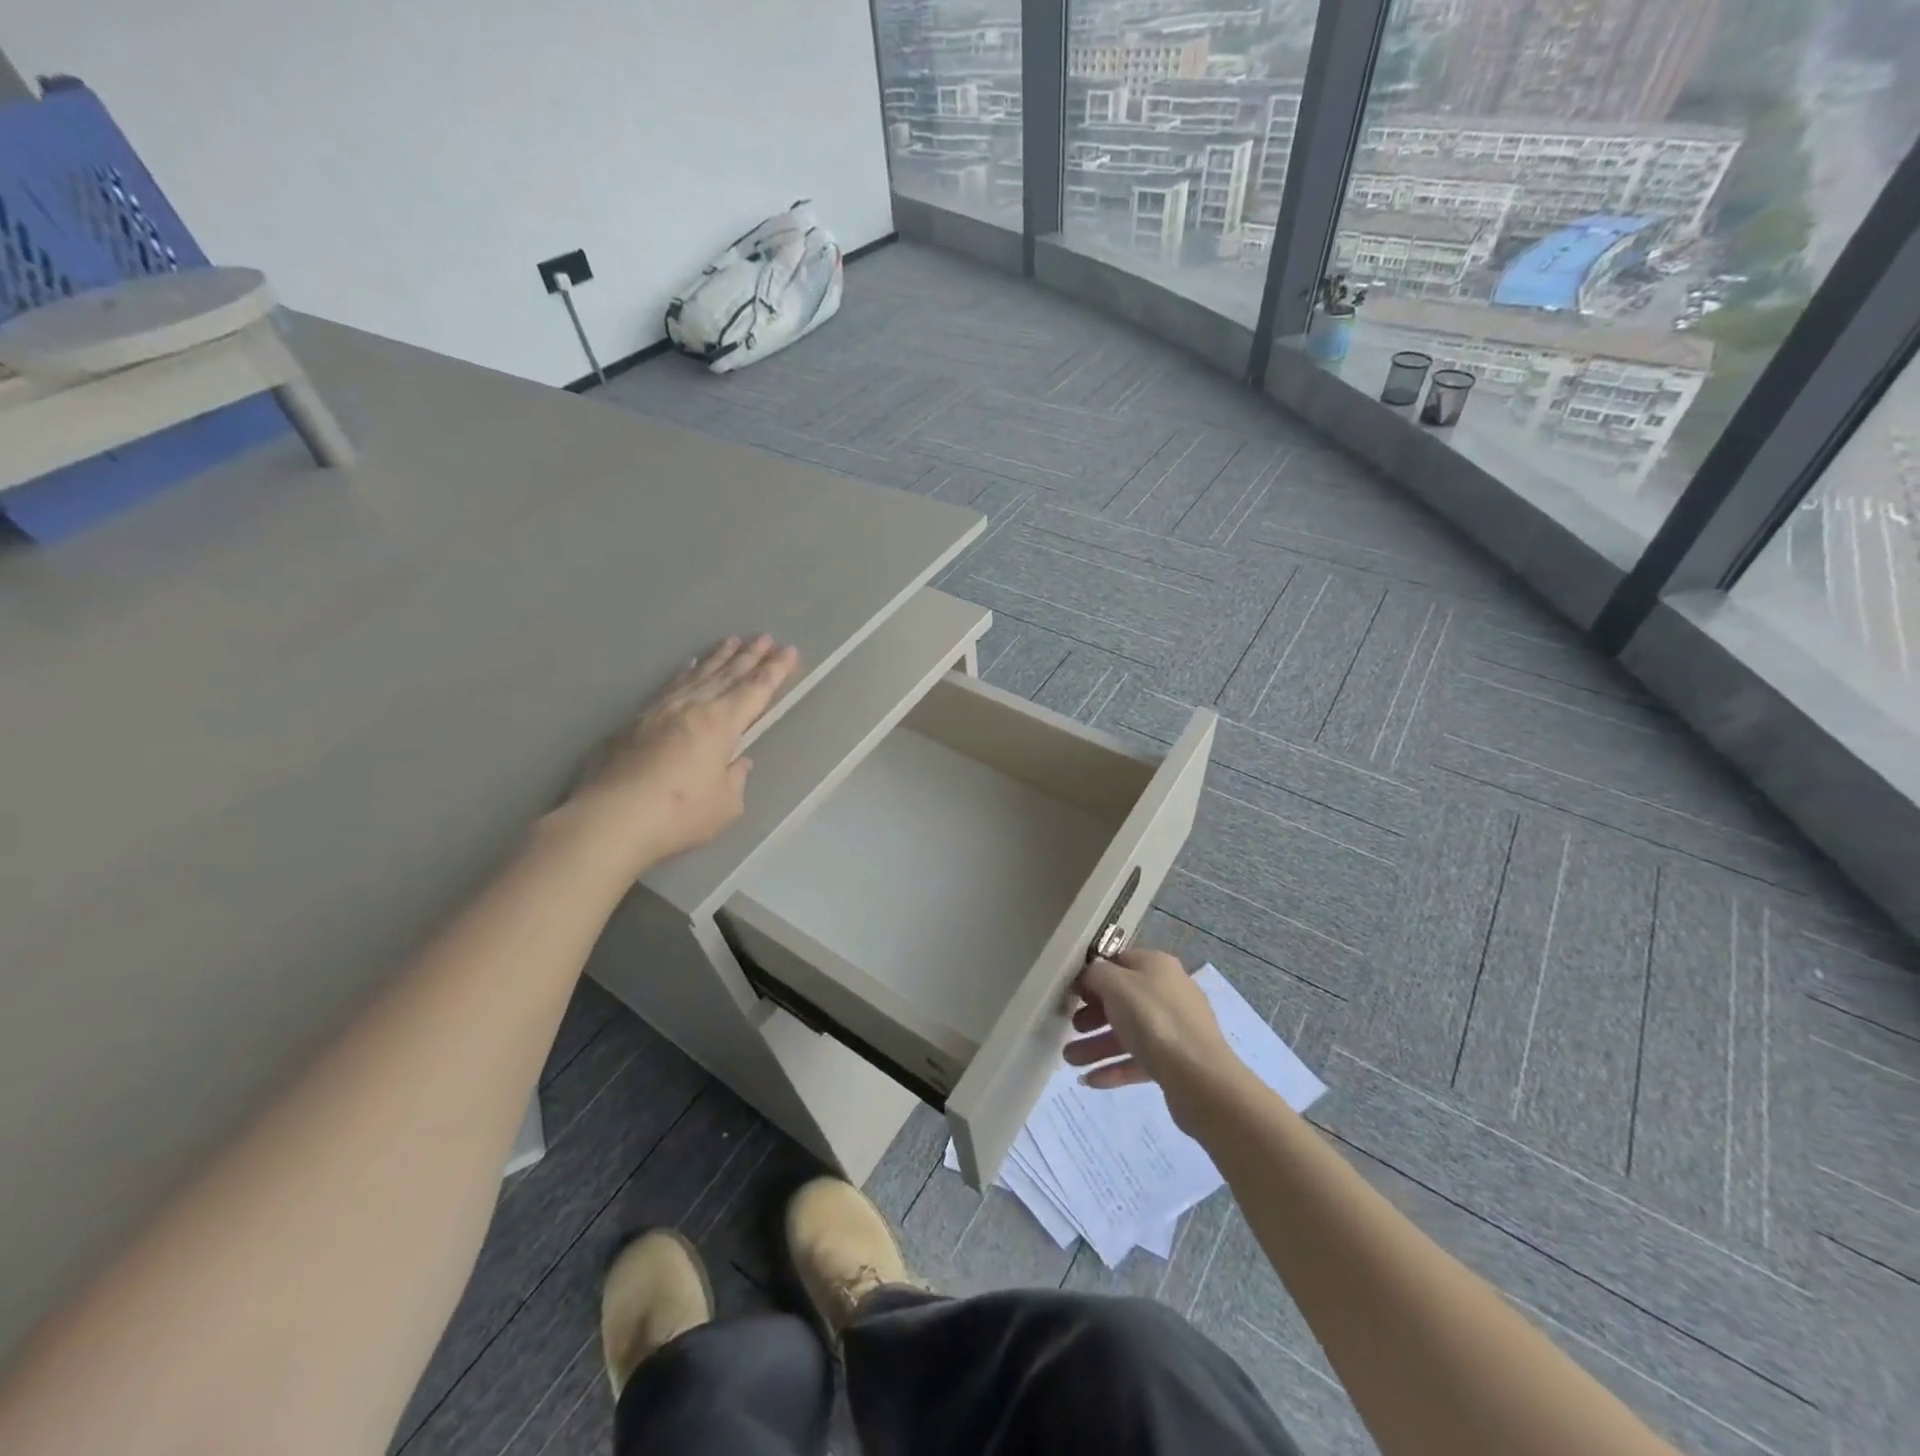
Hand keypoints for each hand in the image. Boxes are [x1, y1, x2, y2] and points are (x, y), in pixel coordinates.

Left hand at [552, 634, 799, 874]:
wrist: (611, 819)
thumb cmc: (680, 814)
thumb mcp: (726, 804)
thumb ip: (735, 778)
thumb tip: (738, 762)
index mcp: (721, 724)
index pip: (755, 691)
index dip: (775, 671)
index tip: (789, 651)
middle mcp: (693, 707)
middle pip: (728, 675)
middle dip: (750, 656)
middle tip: (765, 636)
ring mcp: (661, 711)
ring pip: (697, 676)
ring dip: (718, 658)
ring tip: (732, 641)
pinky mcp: (635, 722)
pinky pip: (670, 686)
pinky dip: (684, 673)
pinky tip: (688, 666)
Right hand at [1064, 948, 1242, 1120]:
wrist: (1200, 1078)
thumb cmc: (1154, 1020)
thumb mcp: (1116, 985)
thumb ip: (1096, 974)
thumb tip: (1090, 974)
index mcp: (1157, 966)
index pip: (1118, 961)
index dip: (1093, 975)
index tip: (1070, 992)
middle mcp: (1168, 992)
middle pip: (1122, 999)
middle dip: (1091, 1015)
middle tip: (1070, 1028)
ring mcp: (1174, 1028)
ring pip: (1127, 1032)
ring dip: (1096, 1045)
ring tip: (1069, 1061)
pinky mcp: (1175, 1061)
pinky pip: (1138, 1059)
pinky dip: (1114, 1067)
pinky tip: (1090, 1080)